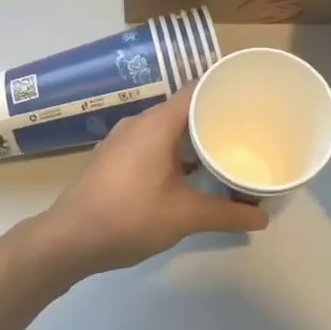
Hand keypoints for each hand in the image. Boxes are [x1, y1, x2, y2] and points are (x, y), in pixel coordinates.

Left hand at [36, 87, 268, 276]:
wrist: (68, 239)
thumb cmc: (129, 217)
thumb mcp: (184, 217)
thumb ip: (226, 214)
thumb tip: (262, 219)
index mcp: (156, 124)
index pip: (195, 90)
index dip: (223, 90)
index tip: (250, 99)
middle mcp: (138, 124)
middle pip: (182, 109)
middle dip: (212, 119)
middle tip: (244, 131)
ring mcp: (121, 141)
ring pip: (165, 129)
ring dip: (191, 139)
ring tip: (221, 153)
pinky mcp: (112, 159)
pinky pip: (150, 143)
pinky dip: (172, 152)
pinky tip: (187, 174)